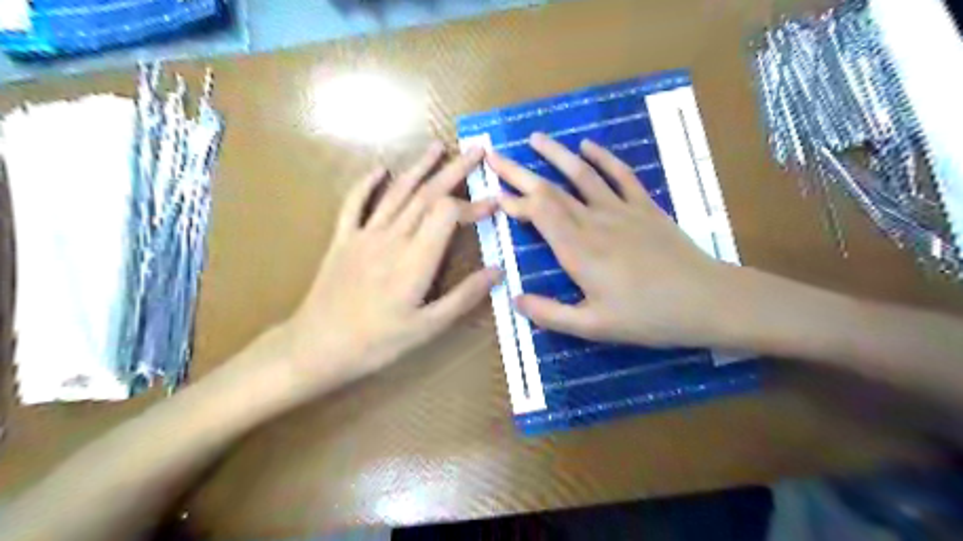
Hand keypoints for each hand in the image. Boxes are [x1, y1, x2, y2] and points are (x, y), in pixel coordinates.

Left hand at [284, 144, 499, 386]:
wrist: (317, 346)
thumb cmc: (377, 342)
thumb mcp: (428, 327)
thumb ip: (464, 296)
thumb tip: (498, 270)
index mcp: (415, 259)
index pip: (448, 214)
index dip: (473, 205)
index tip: (494, 204)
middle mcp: (392, 237)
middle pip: (426, 194)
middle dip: (454, 170)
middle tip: (476, 151)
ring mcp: (365, 235)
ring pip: (397, 193)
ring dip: (419, 167)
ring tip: (438, 146)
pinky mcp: (343, 240)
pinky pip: (355, 204)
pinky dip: (367, 184)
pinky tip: (380, 169)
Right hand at [489, 134, 741, 348]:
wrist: (706, 300)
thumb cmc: (647, 317)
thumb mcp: (593, 327)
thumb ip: (550, 314)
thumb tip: (514, 300)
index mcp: (578, 251)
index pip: (538, 214)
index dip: (514, 200)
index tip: (493, 192)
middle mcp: (594, 222)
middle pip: (551, 191)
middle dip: (519, 172)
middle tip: (494, 155)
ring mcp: (621, 211)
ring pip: (581, 175)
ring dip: (556, 155)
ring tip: (535, 138)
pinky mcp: (645, 208)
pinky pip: (621, 175)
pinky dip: (603, 158)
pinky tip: (588, 146)